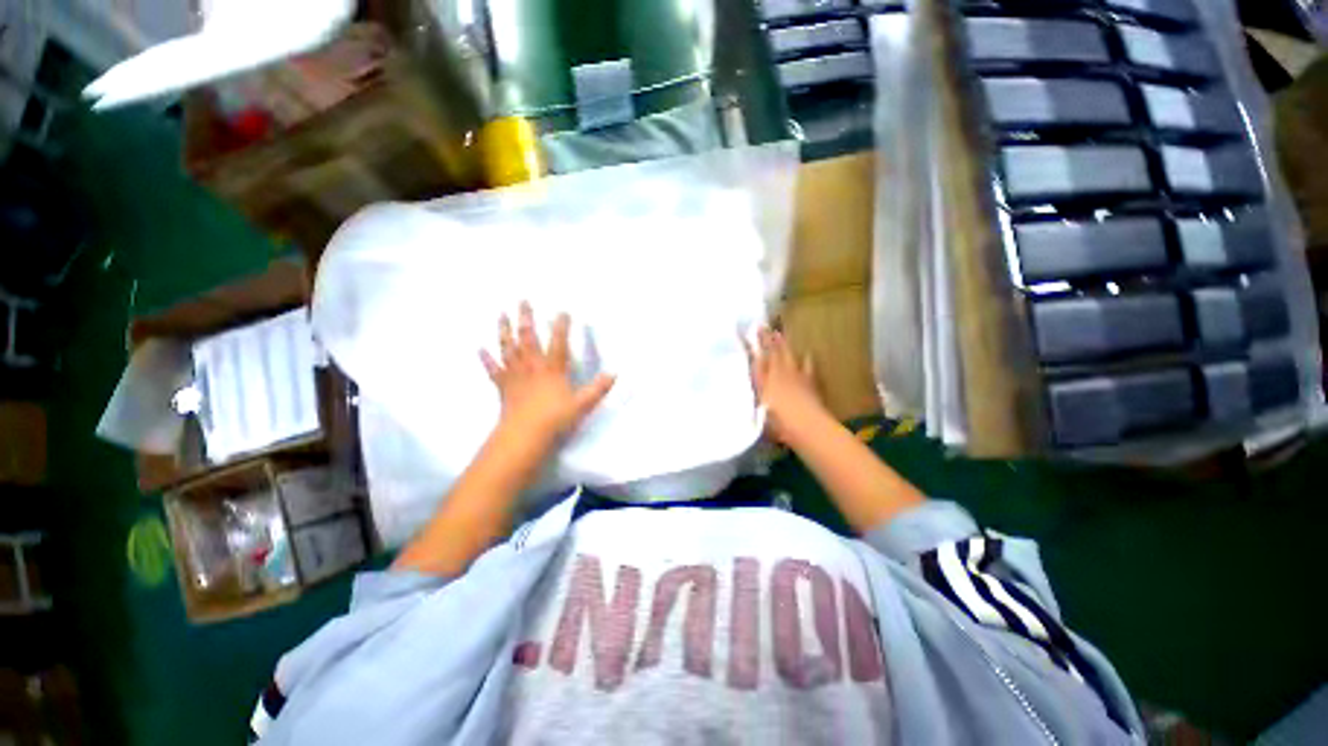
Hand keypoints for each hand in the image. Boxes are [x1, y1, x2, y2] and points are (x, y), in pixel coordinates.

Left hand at [480, 302, 615, 440]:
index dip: (561, 326)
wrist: (524, 435)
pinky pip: (493, 370)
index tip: (562, 310)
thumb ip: (598, 389)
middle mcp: (532, 366)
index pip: (558, 342)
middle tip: (523, 300)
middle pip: (528, 338)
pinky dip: (486, 359)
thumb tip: (614, 374)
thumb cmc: (555, 419)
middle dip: (526, 318)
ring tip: (501, 314)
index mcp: (552, 369)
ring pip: (508, 348)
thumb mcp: (582, 404)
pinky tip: (480, 348)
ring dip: (504, 330)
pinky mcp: (503, 387)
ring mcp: (515, 375)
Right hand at [745, 327, 827, 445]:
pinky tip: (807, 354)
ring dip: (782, 345)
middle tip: (761, 325)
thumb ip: (756, 402)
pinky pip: (807, 366)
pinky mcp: (809, 382)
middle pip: (770, 353)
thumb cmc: (779, 424)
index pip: (754, 360)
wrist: (808, 426)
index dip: (749, 347)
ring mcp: (794, 376)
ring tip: (778, 333)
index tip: (742, 334)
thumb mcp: (761, 415)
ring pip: (786, 355)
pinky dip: (807, 360)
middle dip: (765, 339)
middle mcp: (777, 375)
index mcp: (763, 381)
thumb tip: (748, 398)